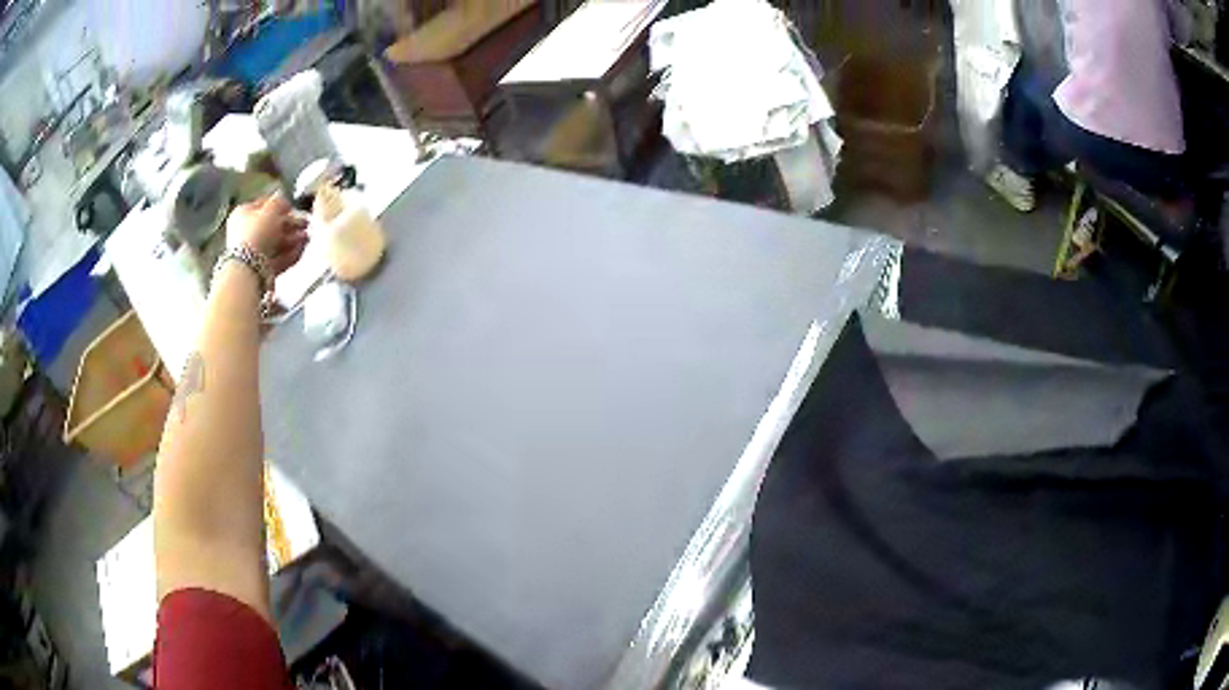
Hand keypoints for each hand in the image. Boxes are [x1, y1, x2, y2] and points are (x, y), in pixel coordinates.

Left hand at [226, 195, 309, 275]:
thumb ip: (279, 201)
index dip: (280, 206)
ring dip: (292, 240)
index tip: (293, 208)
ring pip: (275, 243)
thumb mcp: (271, 210)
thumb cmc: (256, 234)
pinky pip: (276, 258)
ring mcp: (252, 252)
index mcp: (242, 214)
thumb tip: (282, 197)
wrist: (249, 269)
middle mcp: (245, 232)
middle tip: (305, 224)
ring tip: (307, 238)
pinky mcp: (260, 268)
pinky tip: (301, 250)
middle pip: (271, 226)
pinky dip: (289, 254)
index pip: (263, 205)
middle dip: (290, 225)